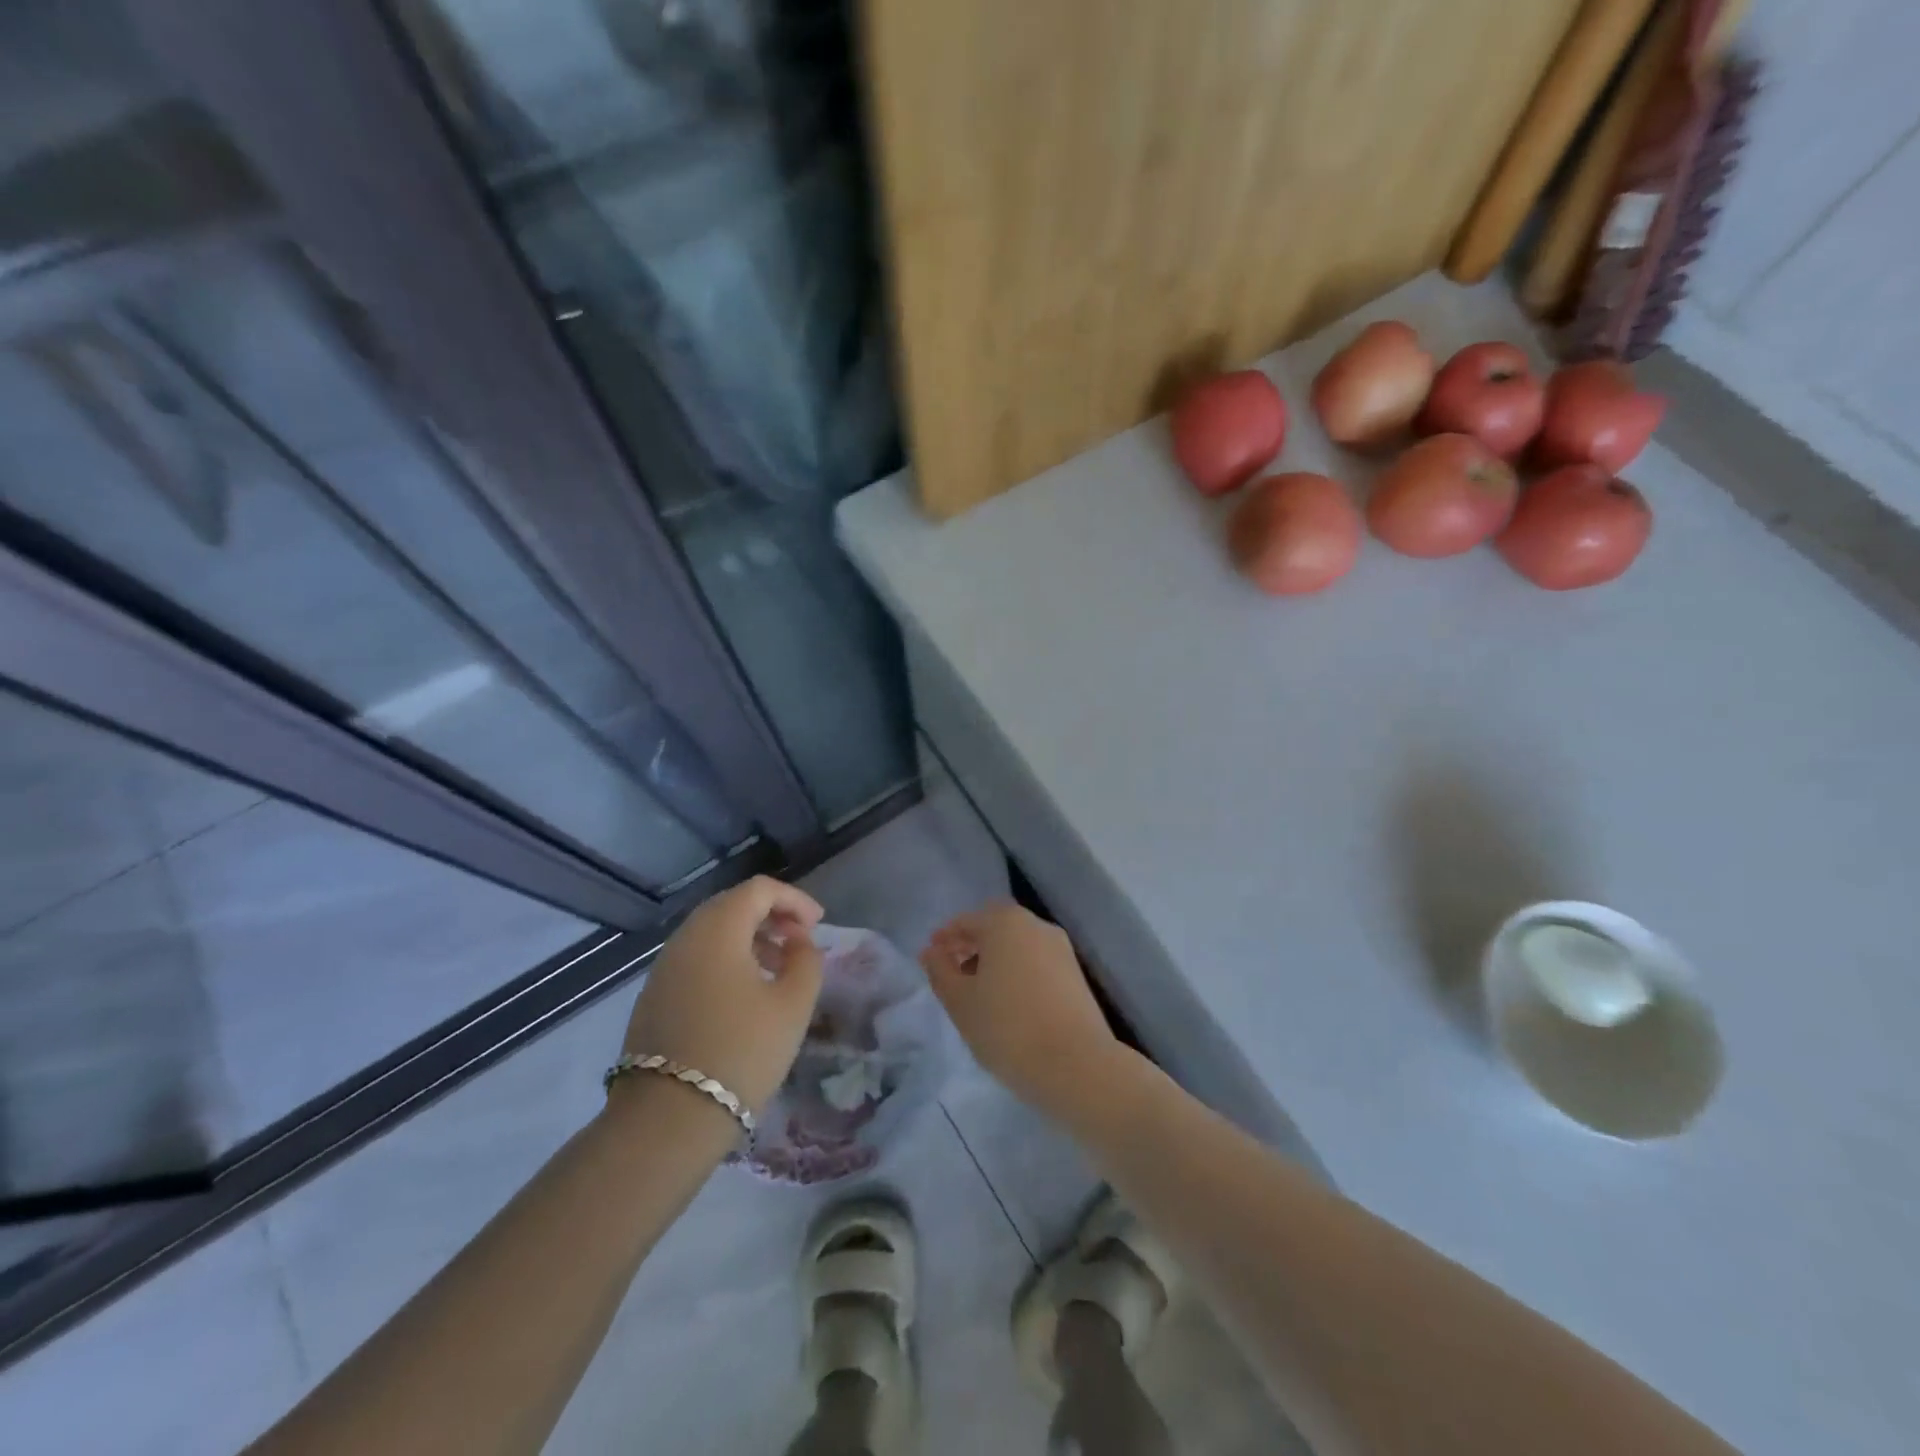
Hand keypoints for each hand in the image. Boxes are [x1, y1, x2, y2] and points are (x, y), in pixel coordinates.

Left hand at [621, 876, 824, 1114]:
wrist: (668, 1119)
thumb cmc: (742, 1051)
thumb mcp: (793, 1004)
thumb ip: (806, 960)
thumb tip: (799, 942)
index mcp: (718, 929)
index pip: (759, 890)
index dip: (794, 899)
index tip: (818, 925)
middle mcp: (685, 938)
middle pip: (732, 906)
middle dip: (771, 916)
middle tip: (800, 941)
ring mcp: (663, 968)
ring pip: (712, 933)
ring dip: (749, 939)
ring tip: (778, 969)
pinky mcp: (653, 997)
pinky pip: (696, 959)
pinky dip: (726, 960)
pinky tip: (745, 995)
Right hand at [921, 902, 1123, 1117]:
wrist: (1075, 1064)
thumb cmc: (1007, 1027)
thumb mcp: (960, 1002)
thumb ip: (940, 971)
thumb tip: (932, 952)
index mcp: (1005, 923)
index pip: (967, 921)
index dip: (946, 937)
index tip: (931, 957)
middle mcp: (1035, 925)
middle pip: (996, 927)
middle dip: (972, 944)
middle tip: (952, 972)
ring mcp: (1060, 948)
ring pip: (1018, 944)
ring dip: (995, 959)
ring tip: (978, 992)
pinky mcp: (1075, 974)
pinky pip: (1036, 961)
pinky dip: (1017, 971)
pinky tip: (1007, 1002)